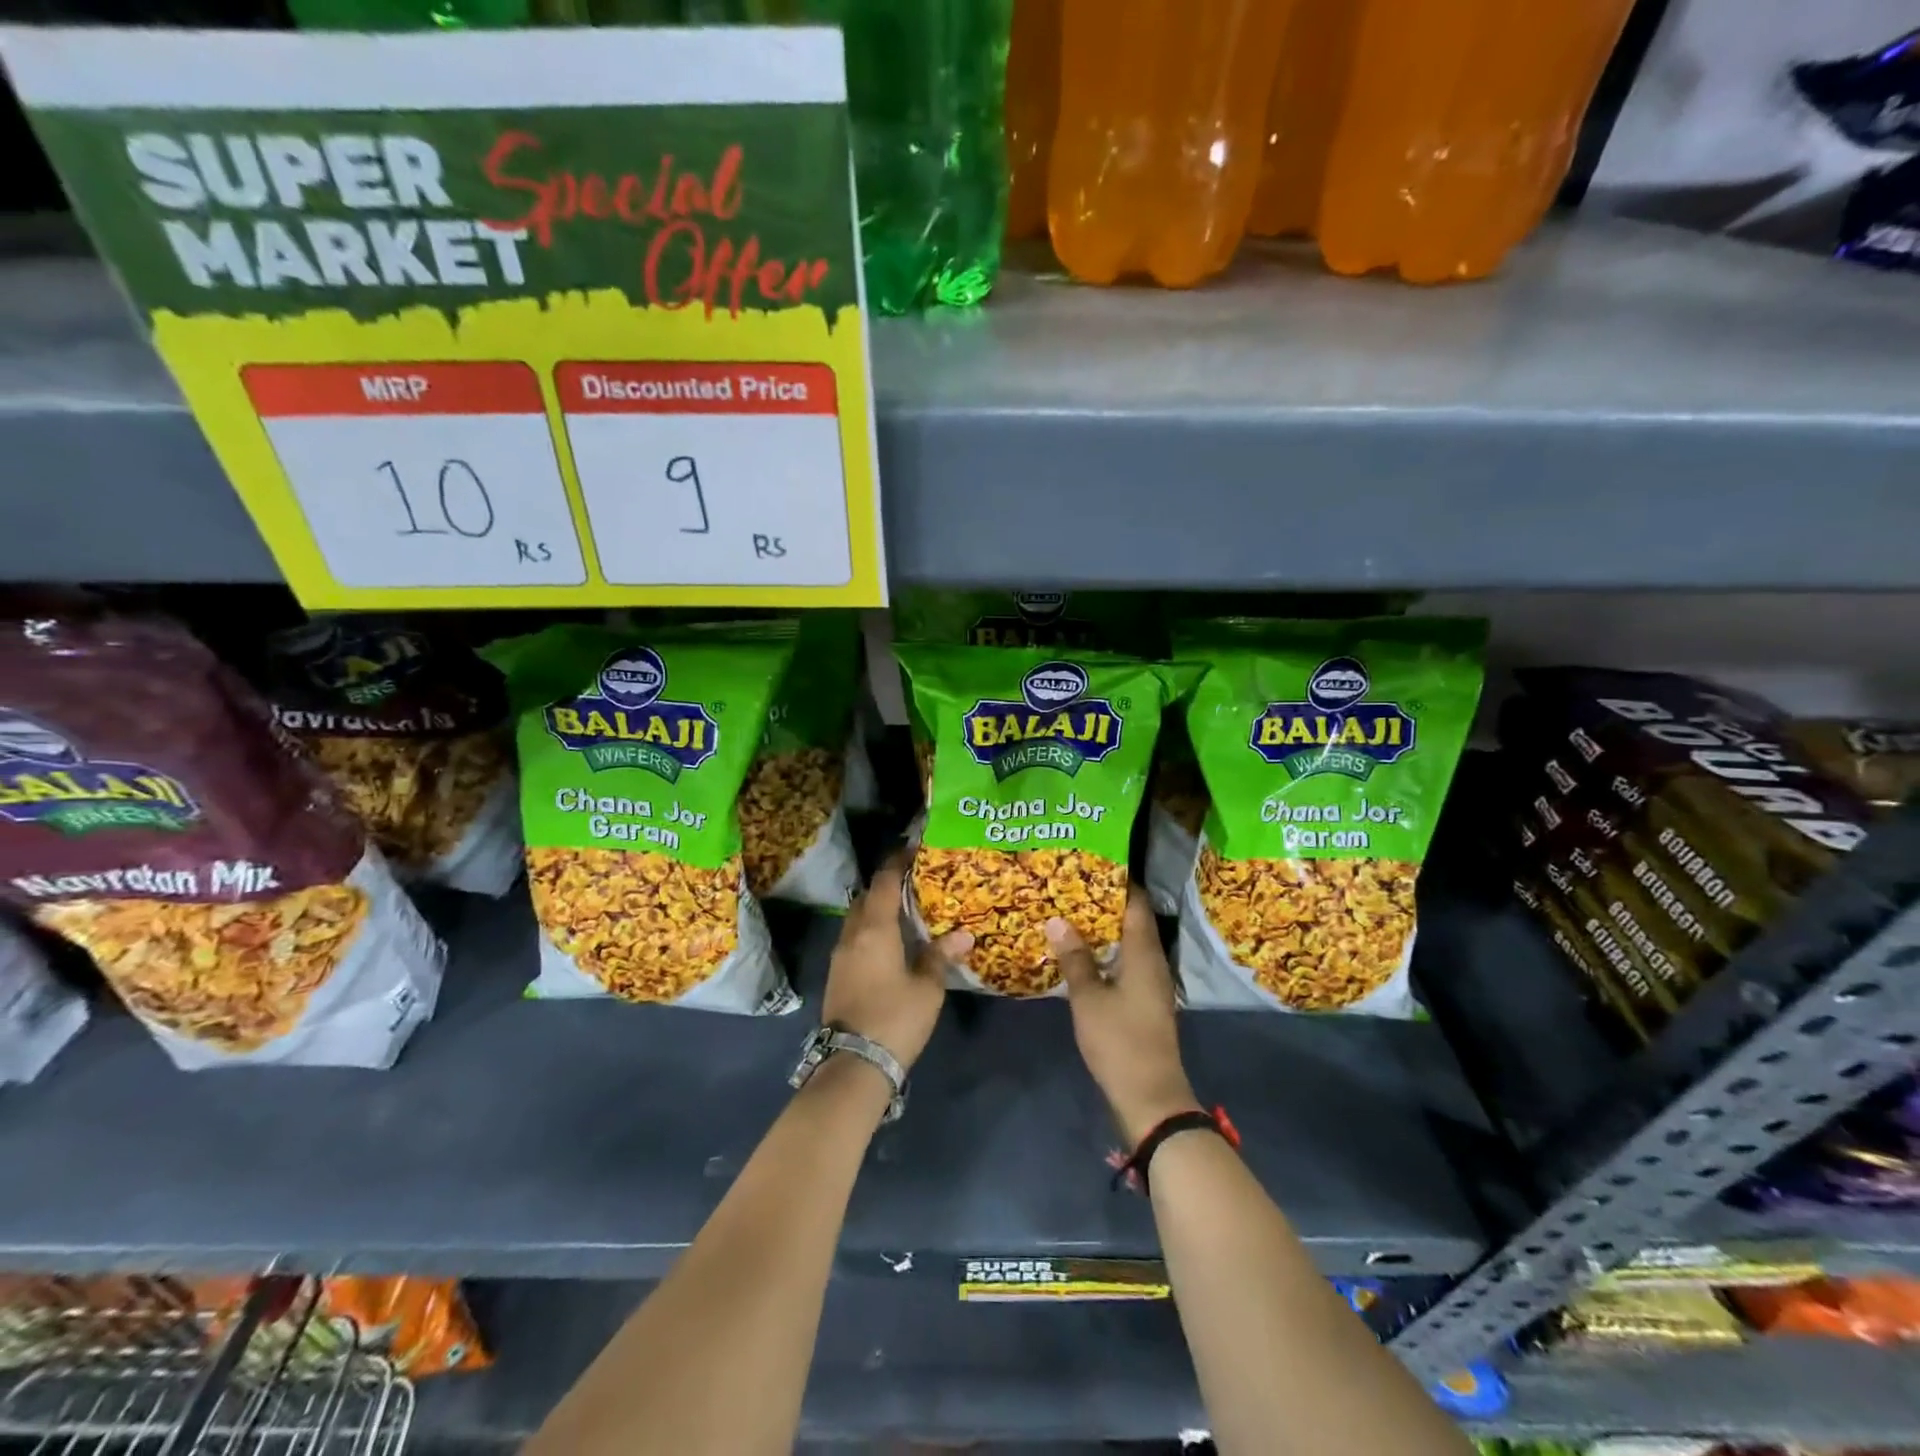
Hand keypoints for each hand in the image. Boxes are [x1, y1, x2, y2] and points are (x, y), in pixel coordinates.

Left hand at [821, 851, 970, 1073]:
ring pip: (857, 918)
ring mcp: (840, 956)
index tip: (914, 849)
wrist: (853, 1064)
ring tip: (906, 910)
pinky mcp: (837, 975)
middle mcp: (852, 935)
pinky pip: (854, 938)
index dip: (898, 862)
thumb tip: (963, 934)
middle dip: (887, 884)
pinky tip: (891, 942)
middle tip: (915, 881)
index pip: (884, 882)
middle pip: (867, 897)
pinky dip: (871, 930)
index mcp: (874, 929)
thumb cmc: (895, 1018)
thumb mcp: (927, 987)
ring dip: (877, 908)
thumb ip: (940, 955)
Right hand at [1049, 889, 1198, 1144]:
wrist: (1151, 1097)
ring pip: (1128, 942)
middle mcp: (1153, 961)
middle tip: (1070, 886)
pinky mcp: (1145, 1000)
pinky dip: (1106, 951)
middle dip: (1103, 902)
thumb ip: (1074, 958)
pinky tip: (1081, 953)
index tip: (1090, 863)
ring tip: (1070, 913)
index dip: (1117, 881)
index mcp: (1144, 953)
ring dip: (1103, 928)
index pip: (1136, 903)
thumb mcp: (1089, 998)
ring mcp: (1151, 982)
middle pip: (1132, 920)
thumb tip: (1058, 919)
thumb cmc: (1120, 1041)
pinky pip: (1126, 962)